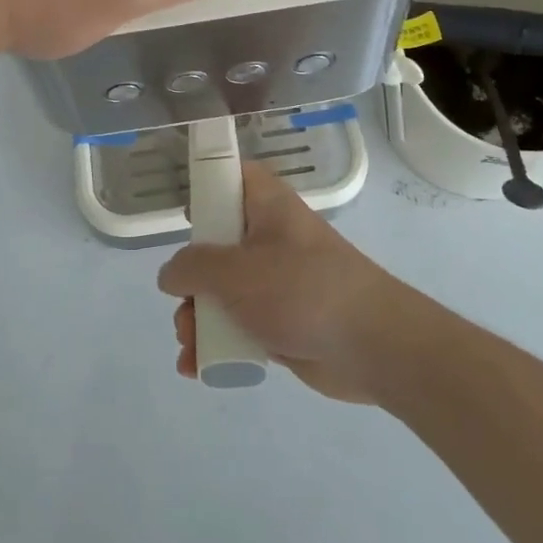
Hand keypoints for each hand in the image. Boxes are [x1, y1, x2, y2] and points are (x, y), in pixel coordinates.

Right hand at [158, 163, 407, 402]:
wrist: (371, 345)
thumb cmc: (301, 289)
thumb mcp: (235, 272)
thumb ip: (192, 267)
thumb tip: (171, 274)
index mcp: (266, 206)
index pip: (232, 176)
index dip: (205, 185)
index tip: (183, 212)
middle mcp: (270, 238)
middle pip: (216, 244)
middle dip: (190, 279)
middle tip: (182, 303)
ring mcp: (277, 281)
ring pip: (223, 291)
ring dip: (198, 318)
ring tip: (190, 345)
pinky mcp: (282, 321)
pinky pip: (239, 325)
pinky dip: (218, 342)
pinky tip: (198, 367)